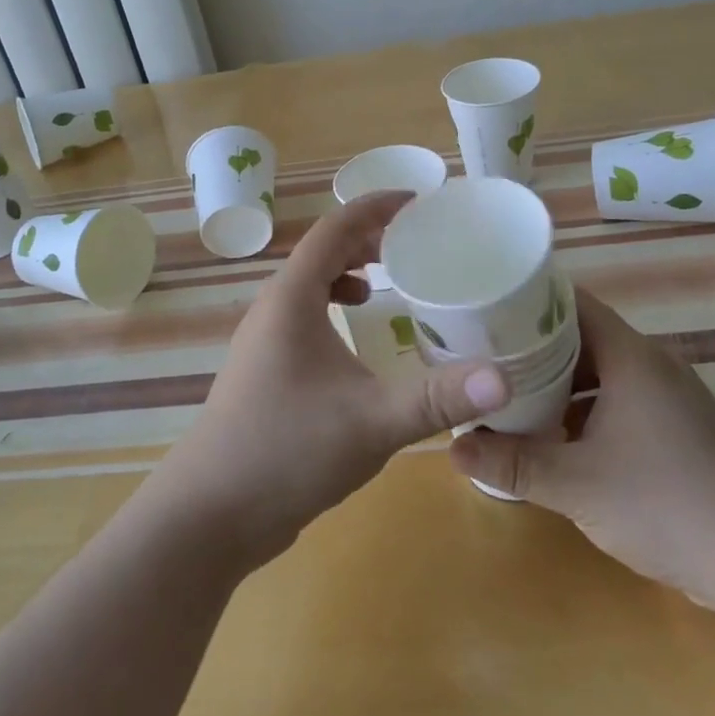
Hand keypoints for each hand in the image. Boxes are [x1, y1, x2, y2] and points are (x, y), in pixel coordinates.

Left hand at [152, 190, 509, 568]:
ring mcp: (263, 341)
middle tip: (414, 242)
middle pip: (321, 251)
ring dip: (347, 273)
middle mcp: (273, 308)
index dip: (376, 206)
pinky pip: (302, 317)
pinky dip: (332, 309)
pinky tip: (354, 343)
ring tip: (386, 283)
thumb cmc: (287, 451)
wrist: (210, 514)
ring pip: (309, 285)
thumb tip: (504, 379)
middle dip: (367, 238)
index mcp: (293, 298)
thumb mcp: (373, 421)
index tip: (418, 200)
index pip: (335, 228)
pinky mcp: (264, 371)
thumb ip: (438, 397)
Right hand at [449, 291, 714, 621]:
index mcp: (630, 357)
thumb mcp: (576, 484)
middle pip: (582, 338)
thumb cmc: (667, 505)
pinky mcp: (681, 432)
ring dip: (559, 385)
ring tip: (510, 397)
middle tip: (485, 356)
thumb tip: (453, 448)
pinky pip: (620, 403)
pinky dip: (586, 412)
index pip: (571, 303)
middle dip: (534, 348)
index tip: (486, 308)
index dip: (527, 301)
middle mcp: (652, 366)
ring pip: (601, 375)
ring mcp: (670, 400)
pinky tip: (558, 440)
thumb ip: (512, 463)